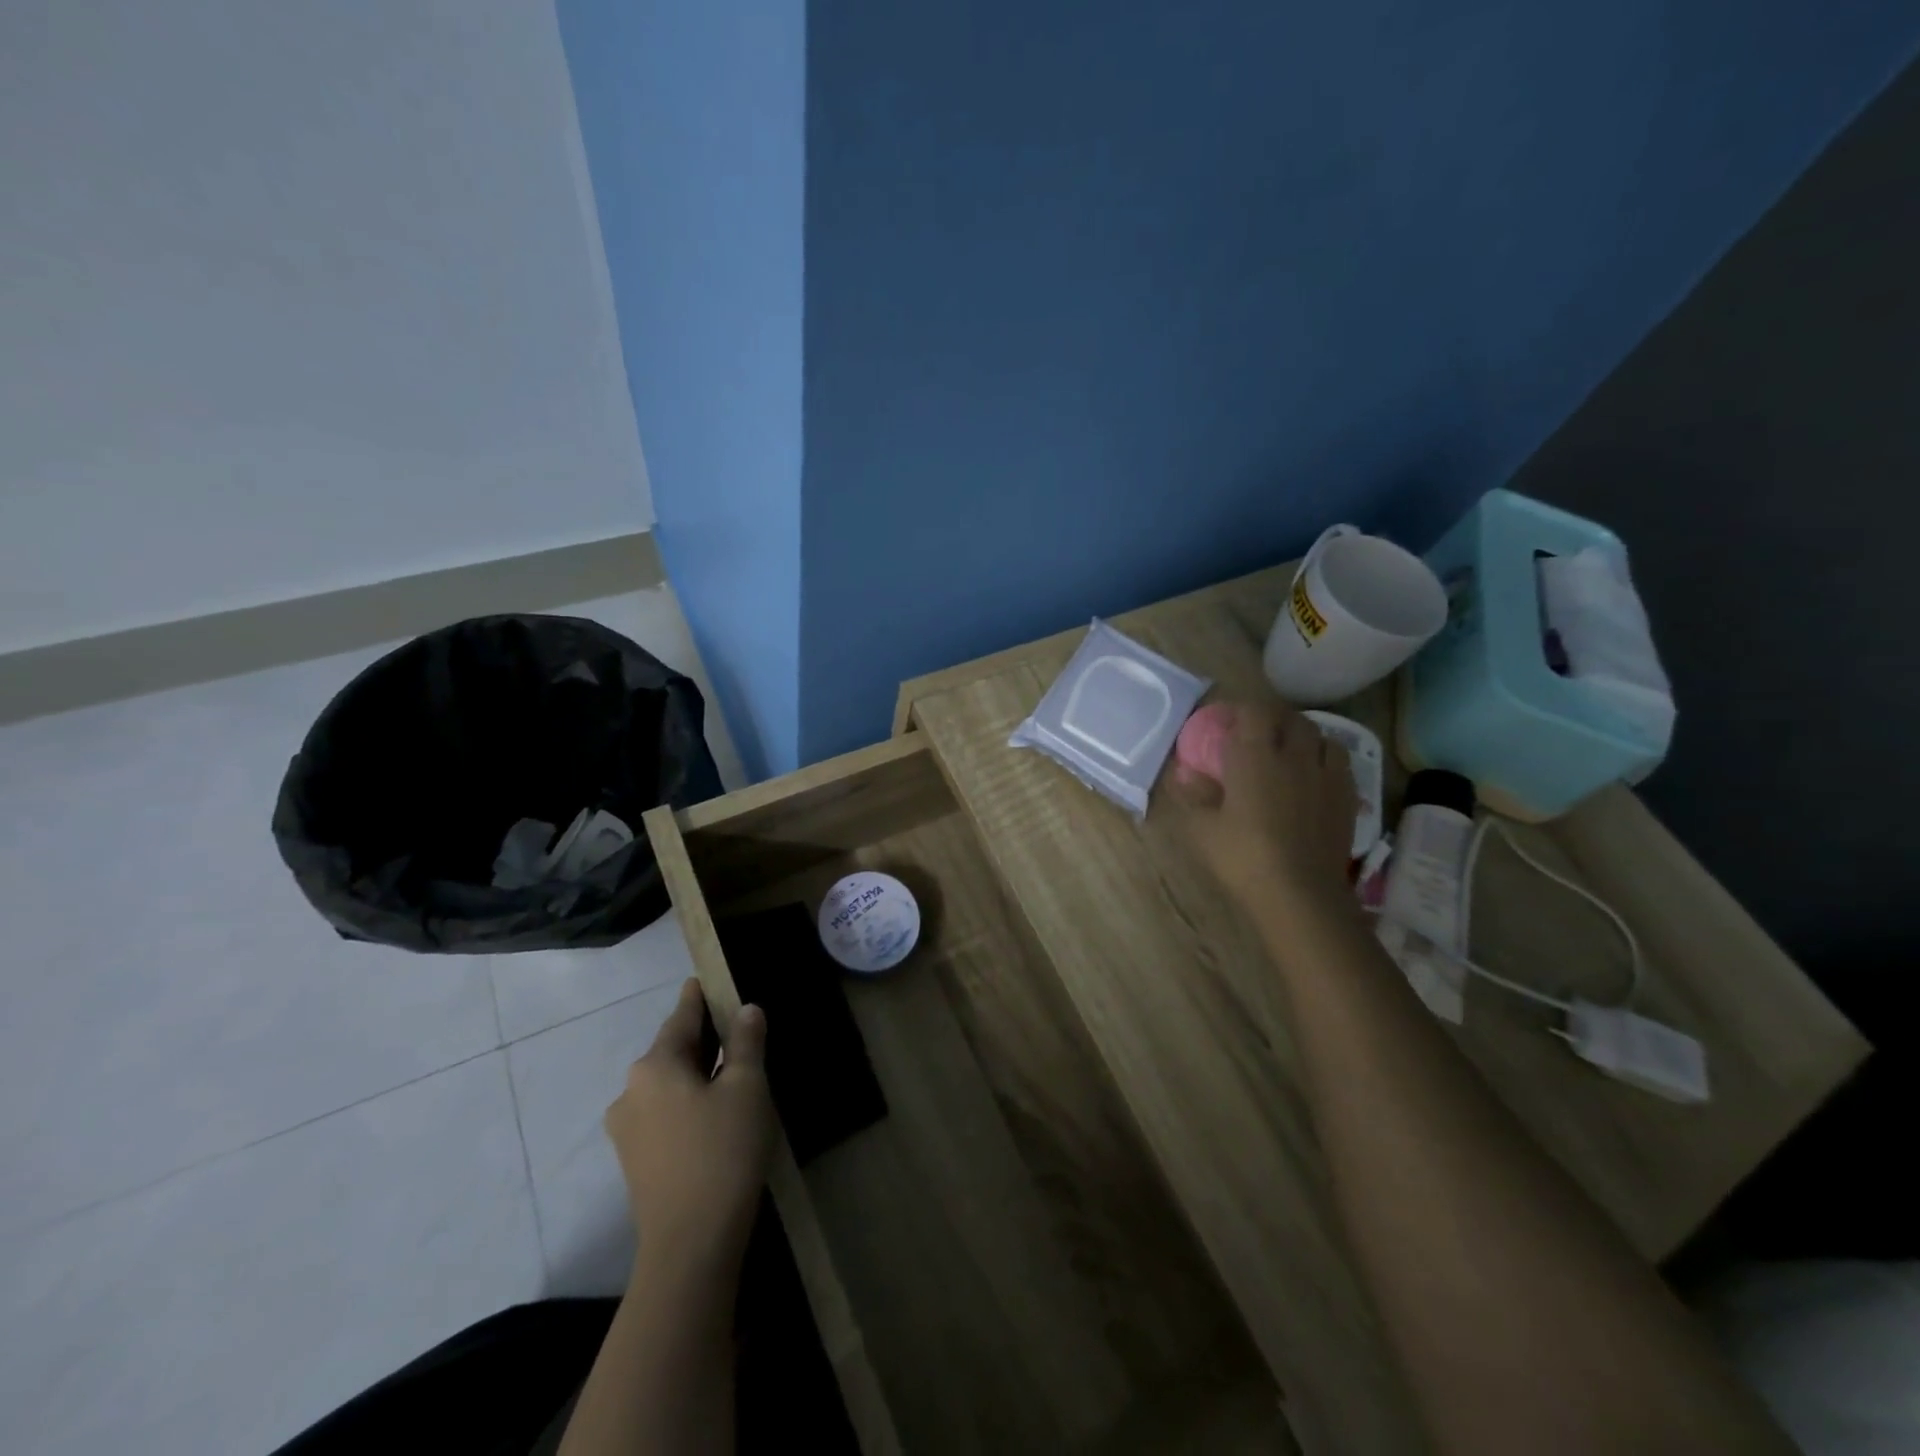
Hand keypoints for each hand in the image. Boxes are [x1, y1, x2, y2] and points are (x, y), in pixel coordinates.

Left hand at [605, 979, 775, 1274]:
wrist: (690, 1245)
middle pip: (672, 1050)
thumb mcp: (746, 1088)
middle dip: (703, 1037)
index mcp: (654, 1066)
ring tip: (731, 1068)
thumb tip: (746, 1009)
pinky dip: (688, 1100)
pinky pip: (664, 1111)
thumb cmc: (722, 1152)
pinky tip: (714, 1110)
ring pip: (668, 1083)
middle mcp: (631, 1091)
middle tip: (735, 1025)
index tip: (706, 979)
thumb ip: (746, 1042)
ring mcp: (628, 1129)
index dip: (699, 997)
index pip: (682, 1017)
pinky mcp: (635, 1160)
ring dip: (696, 1071)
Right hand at [1172, 700, 1356, 914]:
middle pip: (1290, 719)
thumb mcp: (1202, 829)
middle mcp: (1295, 756)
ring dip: (1303, 737)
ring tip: (1289, 753)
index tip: (1224, 721)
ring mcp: (1327, 776)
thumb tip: (1184, 774)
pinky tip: (1314, 779)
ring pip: (1321, 737)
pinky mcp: (1348, 798)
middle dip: (1272, 720)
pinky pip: (1339, 764)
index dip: (1239, 709)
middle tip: (1255, 735)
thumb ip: (1192, 795)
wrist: (1301, 895)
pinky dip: (1324, 761)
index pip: (1253, 711)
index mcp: (1255, 756)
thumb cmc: (1243, 857)